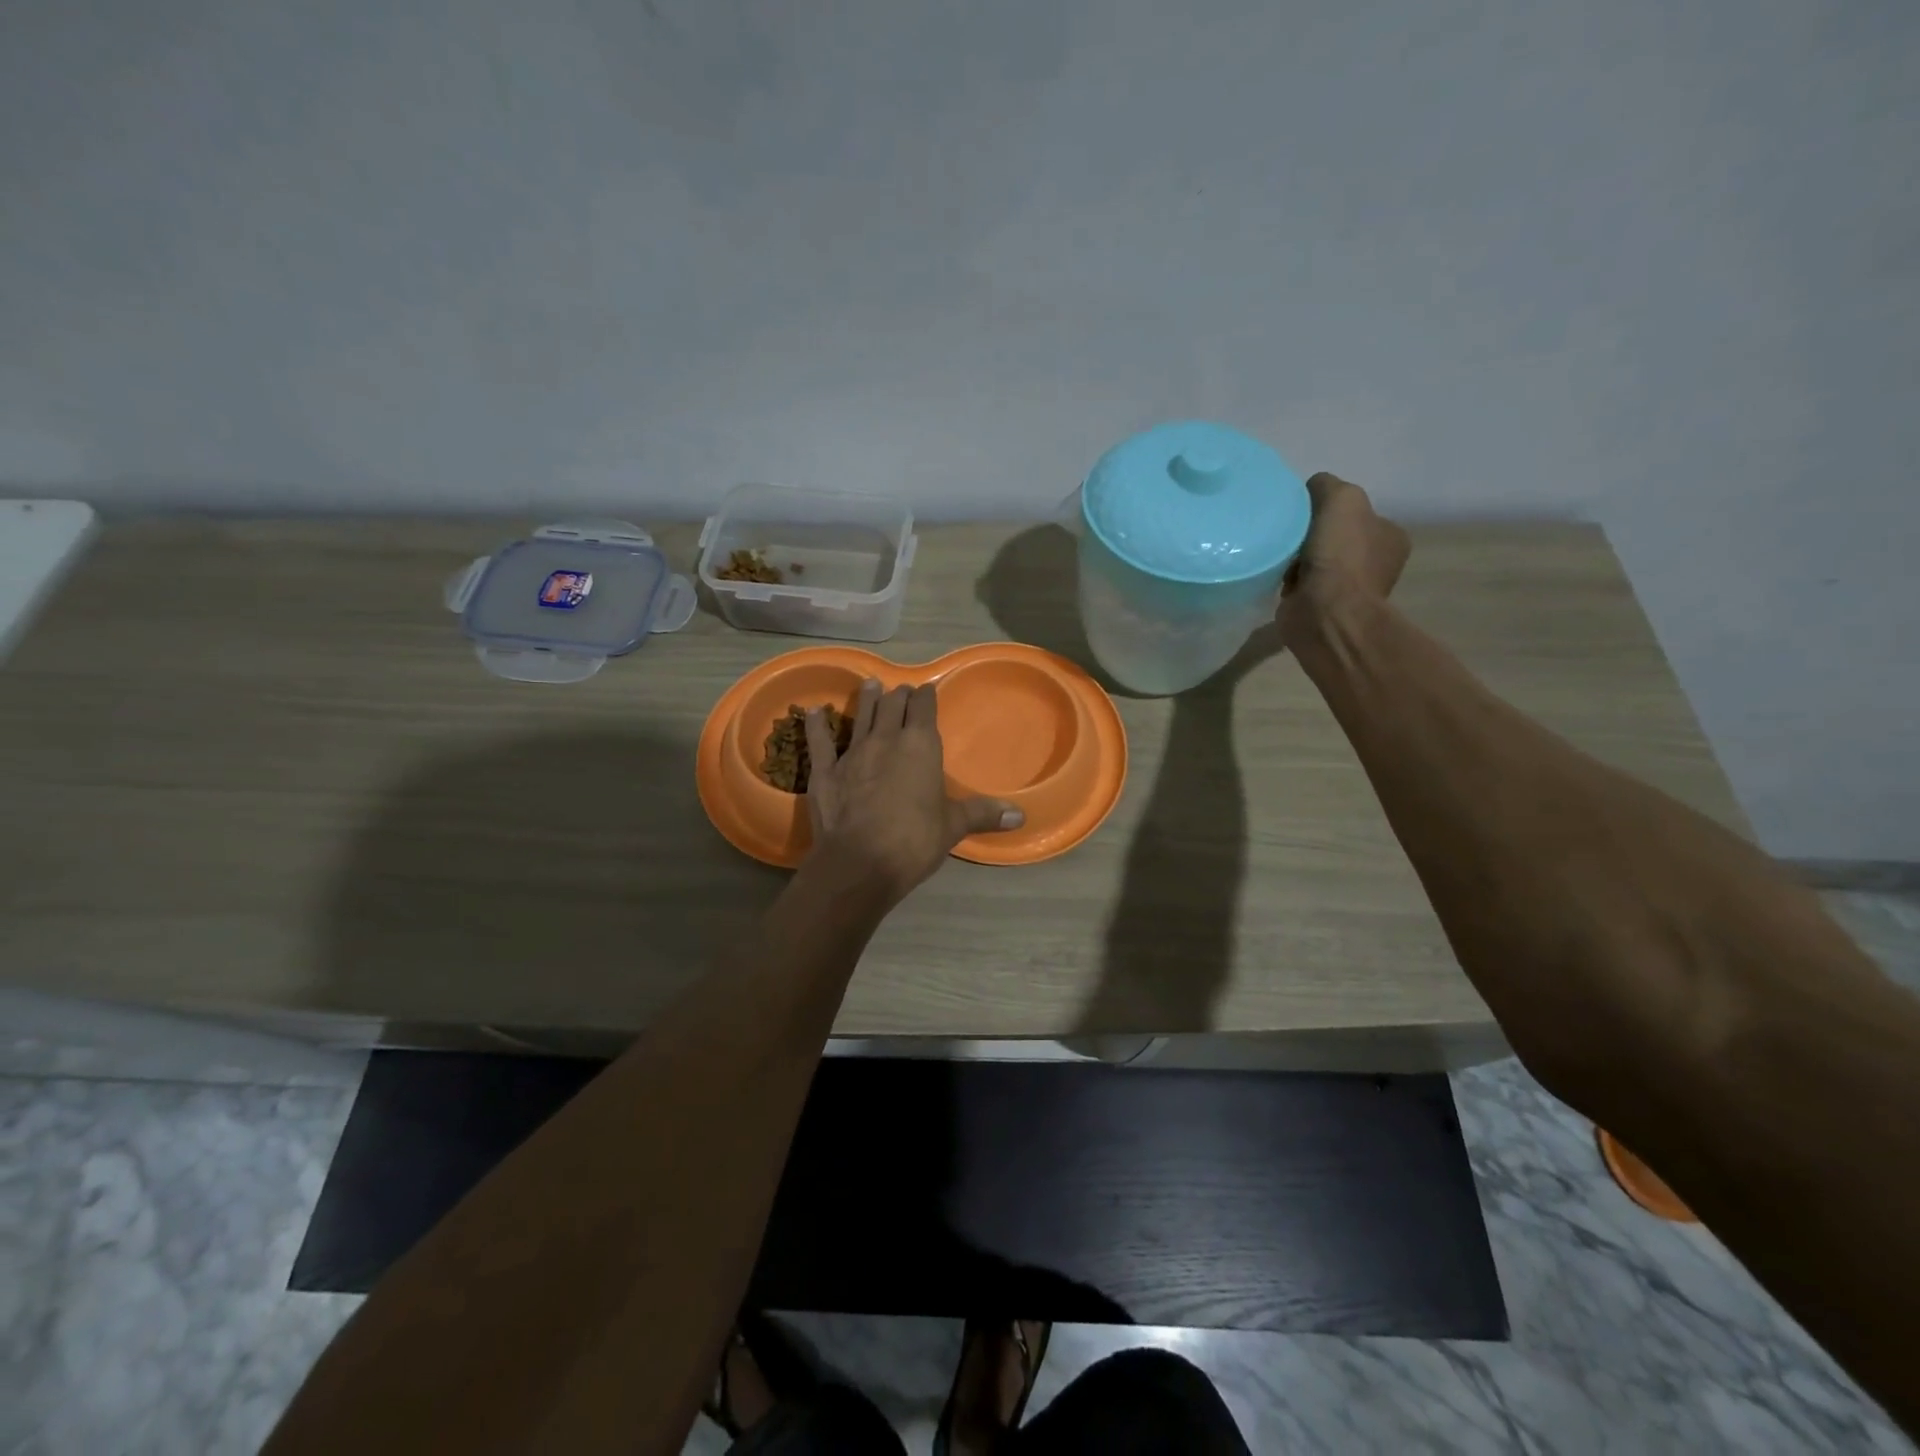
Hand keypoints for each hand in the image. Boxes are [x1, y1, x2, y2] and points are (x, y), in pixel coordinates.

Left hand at [804, 679, 1022, 904]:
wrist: (860, 863)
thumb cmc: (914, 840)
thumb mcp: (953, 826)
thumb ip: (983, 814)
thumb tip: (1021, 816)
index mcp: (921, 746)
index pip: (924, 708)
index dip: (926, 697)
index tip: (926, 690)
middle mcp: (886, 739)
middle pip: (892, 706)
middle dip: (898, 696)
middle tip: (901, 691)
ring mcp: (852, 753)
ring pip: (860, 716)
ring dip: (866, 699)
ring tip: (870, 685)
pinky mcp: (824, 771)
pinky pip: (819, 740)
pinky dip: (816, 724)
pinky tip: (813, 711)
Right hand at [1277, 471, 1411, 650]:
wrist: (1326, 613)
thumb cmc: (1341, 555)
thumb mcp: (1342, 499)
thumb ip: (1327, 485)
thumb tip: (1311, 489)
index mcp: (1389, 537)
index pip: (1357, 514)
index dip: (1330, 509)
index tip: (1305, 512)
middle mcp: (1374, 563)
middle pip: (1334, 537)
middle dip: (1310, 534)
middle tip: (1288, 532)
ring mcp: (1348, 589)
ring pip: (1315, 561)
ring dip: (1295, 558)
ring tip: (1278, 555)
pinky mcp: (1320, 608)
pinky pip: (1300, 585)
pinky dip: (1286, 580)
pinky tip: (1275, 575)